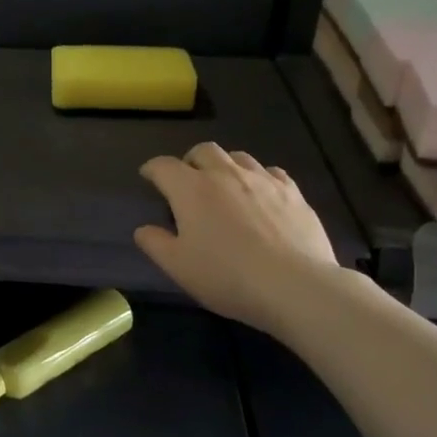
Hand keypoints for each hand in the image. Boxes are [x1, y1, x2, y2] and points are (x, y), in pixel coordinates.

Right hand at [135, 143, 342, 337]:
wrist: (294, 286)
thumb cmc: (227, 276)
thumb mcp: (178, 267)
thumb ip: (155, 244)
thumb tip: (143, 229)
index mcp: (191, 189)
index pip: (164, 166)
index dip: (152, 169)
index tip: (148, 176)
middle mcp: (225, 174)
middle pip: (203, 150)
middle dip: (190, 161)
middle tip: (188, 181)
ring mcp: (263, 180)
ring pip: (238, 156)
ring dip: (224, 165)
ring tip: (224, 185)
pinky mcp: (293, 192)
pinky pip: (271, 172)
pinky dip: (258, 177)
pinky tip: (261, 195)